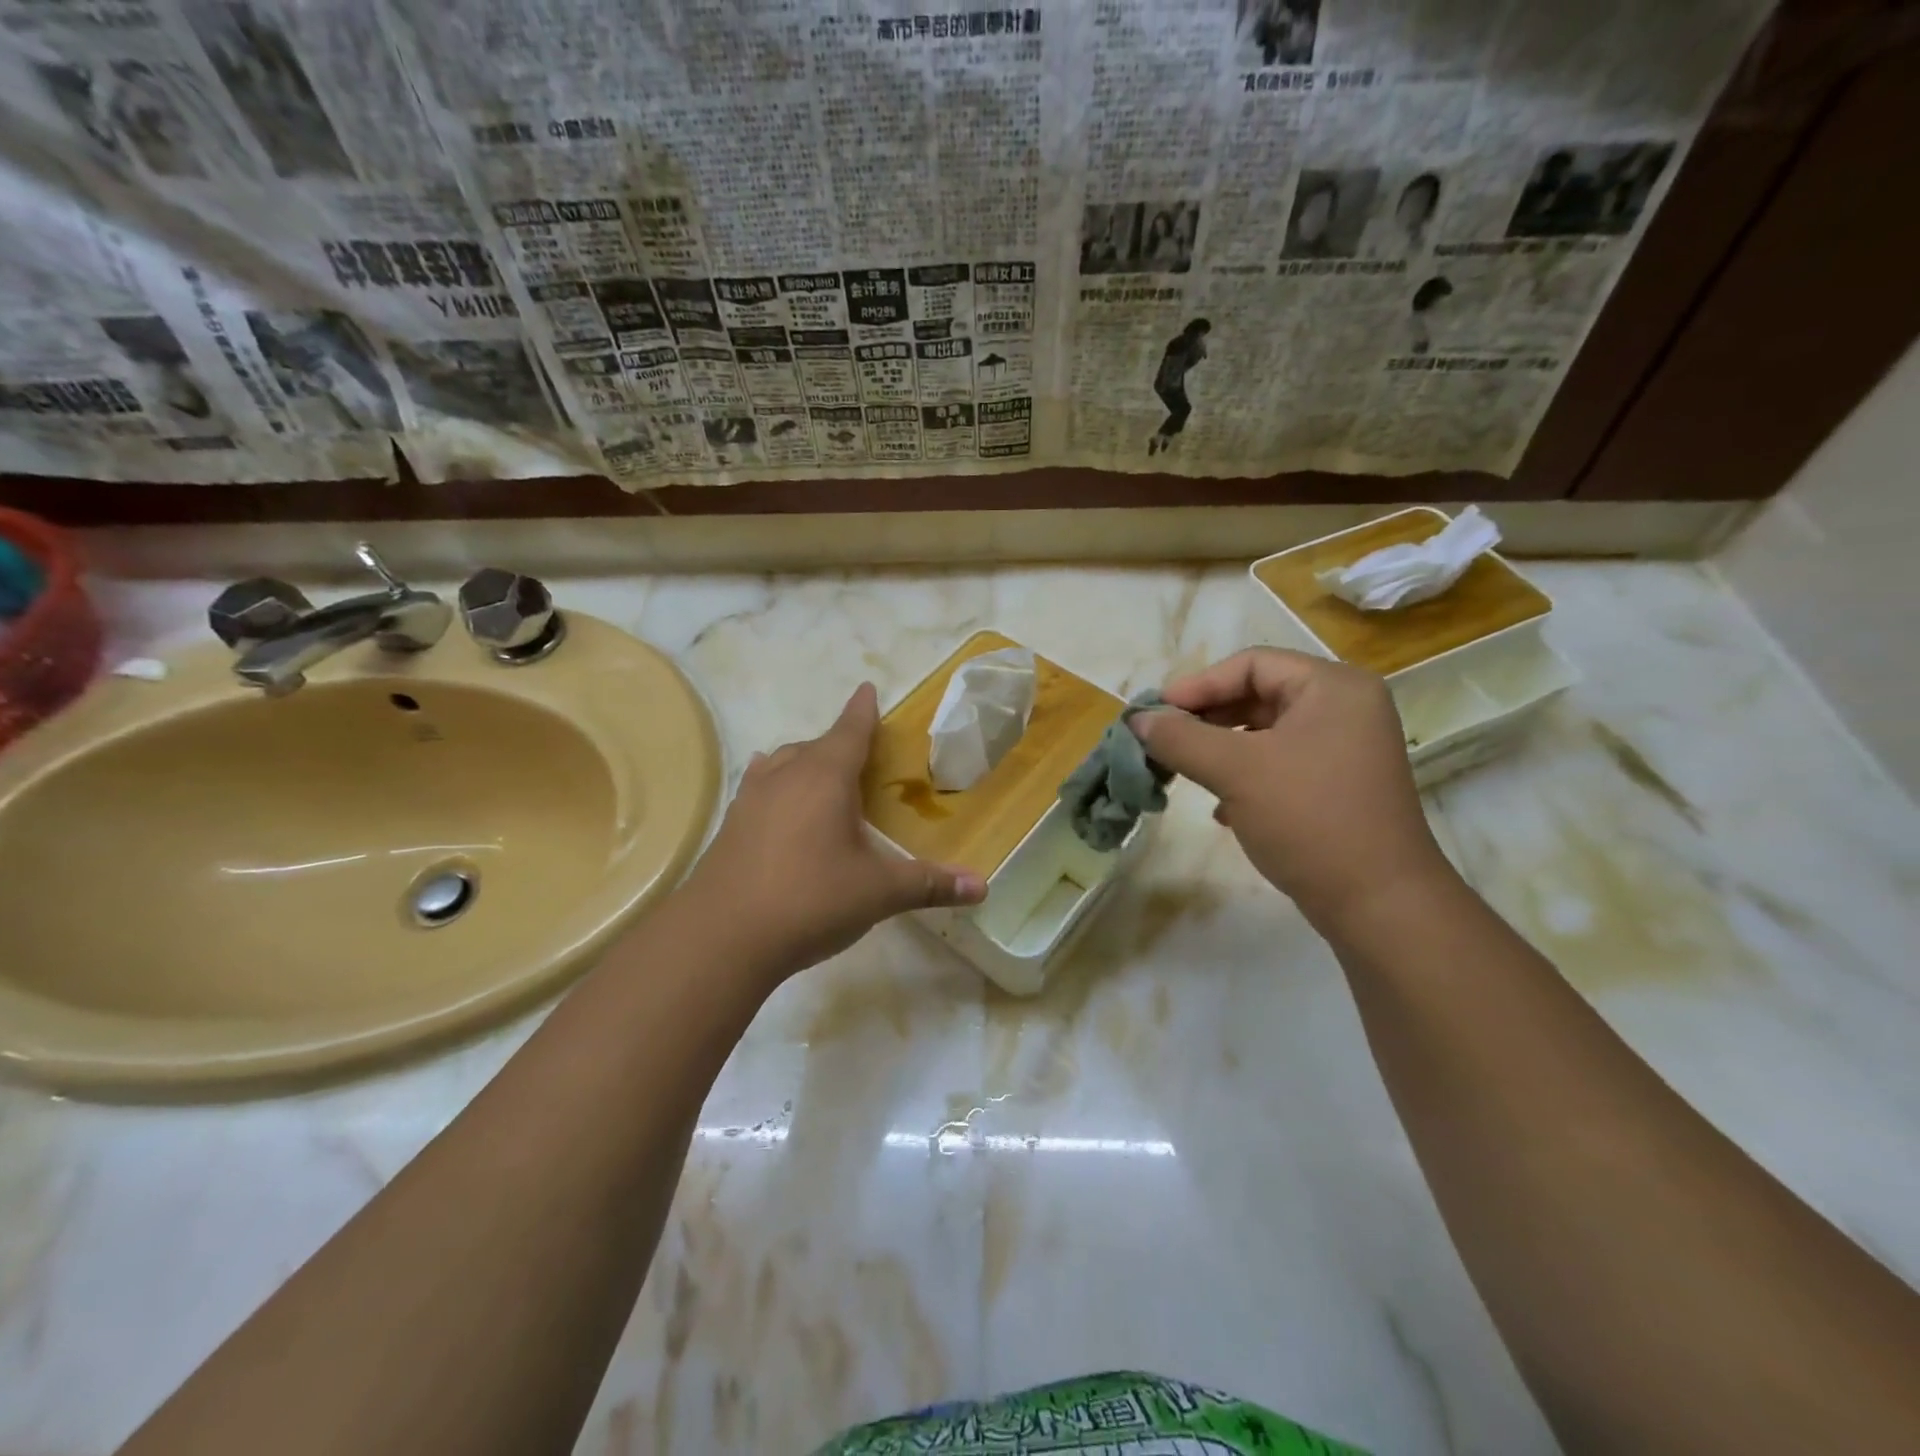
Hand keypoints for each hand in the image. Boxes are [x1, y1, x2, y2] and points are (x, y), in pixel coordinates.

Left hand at [683, 683, 985, 985]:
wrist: (721, 936)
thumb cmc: (810, 899)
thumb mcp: (878, 892)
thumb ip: (929, 885)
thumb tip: (982, 887)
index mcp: (825, 777)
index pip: (850, 731)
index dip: (863, 711)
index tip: (868, 689)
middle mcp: (785, 776)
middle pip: (815, 746)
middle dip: (838, 743)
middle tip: (860, 756)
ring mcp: (751, 799)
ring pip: (781, 764)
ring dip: (803, 762)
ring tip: (821, 777)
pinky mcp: (730, 826)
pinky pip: (759, 789)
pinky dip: (776, 786)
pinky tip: (777, 805)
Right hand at [1131, 648, 1452, 929]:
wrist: (1378, 904)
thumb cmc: (1308, 818)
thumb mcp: (1235, 770)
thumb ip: (1181, 738)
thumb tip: (1136, 720)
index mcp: (1333, 687)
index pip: (1252, 664)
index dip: (1198, 685)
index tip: (1155, 713)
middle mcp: (1344, 709)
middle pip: (1258, 695)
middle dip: (1205, 719)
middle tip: (1162, 741)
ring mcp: (1344, 750)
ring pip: (1265, 734)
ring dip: (1219, 750)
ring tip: (1183, 771)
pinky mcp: (1337, 788)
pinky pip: (1278, 765)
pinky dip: (1243, 777)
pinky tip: (1220, 810)